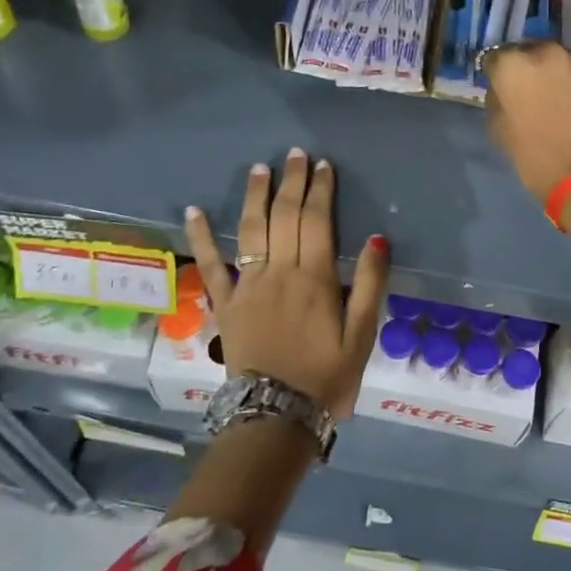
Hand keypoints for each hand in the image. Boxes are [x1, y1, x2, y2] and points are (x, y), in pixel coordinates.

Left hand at [184, 149, 389, 418]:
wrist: (277, 415)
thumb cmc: (327, 376)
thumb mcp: (363, 336)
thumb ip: (371, 285)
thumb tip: (376, 238)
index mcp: (315, 278)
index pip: (317, 220)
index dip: (319, 189)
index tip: (322, 165)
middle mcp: (280, 271)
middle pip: (285, 216)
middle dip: (291, 182)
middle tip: (295, 155)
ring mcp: (247, 285)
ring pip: (251, 229)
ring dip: (255, 196)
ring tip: (259, 168)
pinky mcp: (225, 303)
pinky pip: (210, 264)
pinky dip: (201, 236)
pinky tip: (194, 211)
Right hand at [483, 13, 570, 201]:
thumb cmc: (534, 158)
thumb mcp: (498, 130)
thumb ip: (497, 99)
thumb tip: (502, 87)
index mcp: (508, 66)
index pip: (493, 60)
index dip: (497, 76)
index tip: (502, 90)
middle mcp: (537, 50)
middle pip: (524, 51)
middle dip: (523, 67)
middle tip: (529, 91)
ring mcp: (570, 54)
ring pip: (552, 50)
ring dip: (549, 61)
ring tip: (552, 79)